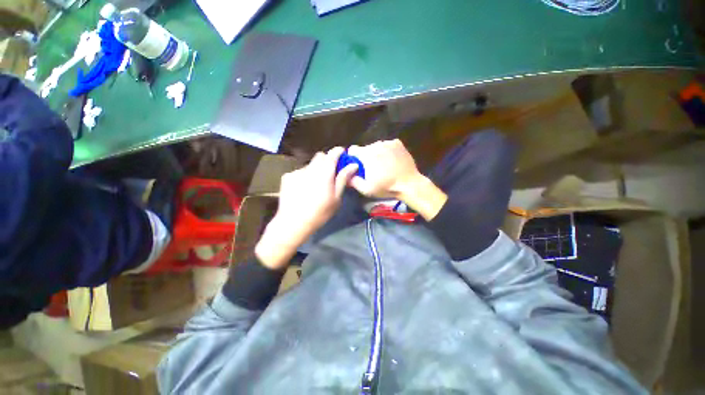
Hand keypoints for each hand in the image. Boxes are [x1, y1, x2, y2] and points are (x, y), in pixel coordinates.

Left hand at [255, 147, 357, 268]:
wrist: (293, 222)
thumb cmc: (320, 212)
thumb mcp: (336, 198)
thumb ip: (343, 178)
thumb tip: (353, 165)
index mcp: (324, 172)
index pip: (333, 154)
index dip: (339, 151)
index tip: (343, 154)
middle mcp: (310, 167)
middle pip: (320, 156)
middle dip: (327, 161)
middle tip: (330, 173)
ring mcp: (297, 171)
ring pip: (310, 165)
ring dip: (315, 170)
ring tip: (315, 185)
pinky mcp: (287, 177)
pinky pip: (300, 172)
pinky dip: (304, 176)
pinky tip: (303, 189)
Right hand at [347, 139, 422, 198]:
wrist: (409, 184)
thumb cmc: (386, 187)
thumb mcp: (366, 189)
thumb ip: (353, 181)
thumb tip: (347, 175)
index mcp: (366, 155)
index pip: (352, 149)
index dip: (353, 157)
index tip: (358, 165)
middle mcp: (376, 145)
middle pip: (365, 149)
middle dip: (366, 157)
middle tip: (373, 169)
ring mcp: (388, 143)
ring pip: (377, 146)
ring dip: (377, 154)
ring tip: (384, 165)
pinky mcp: (398, 143)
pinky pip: (387, 145)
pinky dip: (387, 151)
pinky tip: (392, 161)